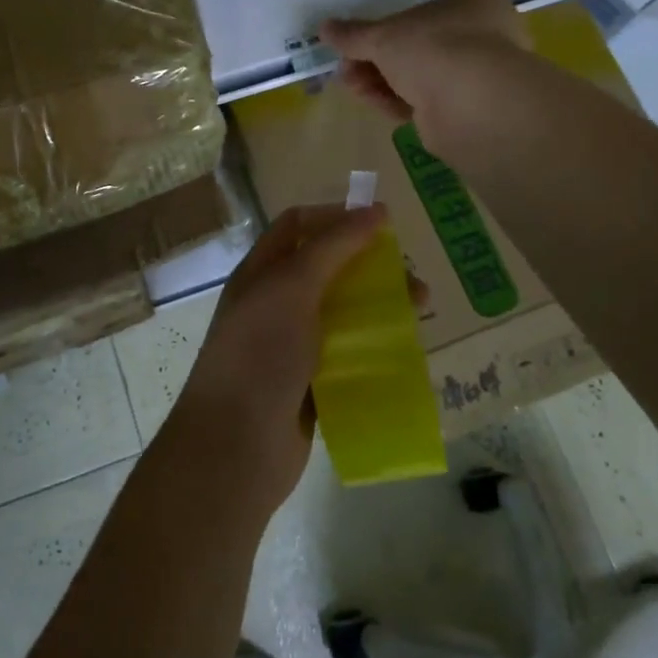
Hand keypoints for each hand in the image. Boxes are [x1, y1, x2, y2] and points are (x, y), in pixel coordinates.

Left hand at [161, 204, 391, 511]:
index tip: (383, 224)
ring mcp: (292, 347)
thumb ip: (332, 248)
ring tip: (421, 313)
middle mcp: (275, 305)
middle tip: (412, 277)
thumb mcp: (292, 288)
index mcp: (261, 274)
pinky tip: (406, 352)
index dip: (337, 217)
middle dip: (370, 267)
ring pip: (343, 315)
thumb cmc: (259, 354)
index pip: (298, 226)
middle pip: (328, 270)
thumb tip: (375, 211)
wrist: (236, 445)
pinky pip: (348, 356)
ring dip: (380, 308)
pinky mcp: (311, 385)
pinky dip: (375, 349)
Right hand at [320, 0, 529, 150]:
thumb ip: (354, 34)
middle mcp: (482, 34)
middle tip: (347, 70)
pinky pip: (426, 101)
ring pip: (419, 76)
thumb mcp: (384, 36)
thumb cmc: (433, 48)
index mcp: (472, 1)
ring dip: (382, 81)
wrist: (472, 103)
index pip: (423, 11)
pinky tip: (374, 103)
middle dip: (376, 60)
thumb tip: (324, 28)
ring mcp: (477, 74)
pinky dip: (398, 101)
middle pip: (416, 47)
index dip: (385, 29)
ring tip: (352, 87)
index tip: (356, 45)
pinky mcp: (468, 109)